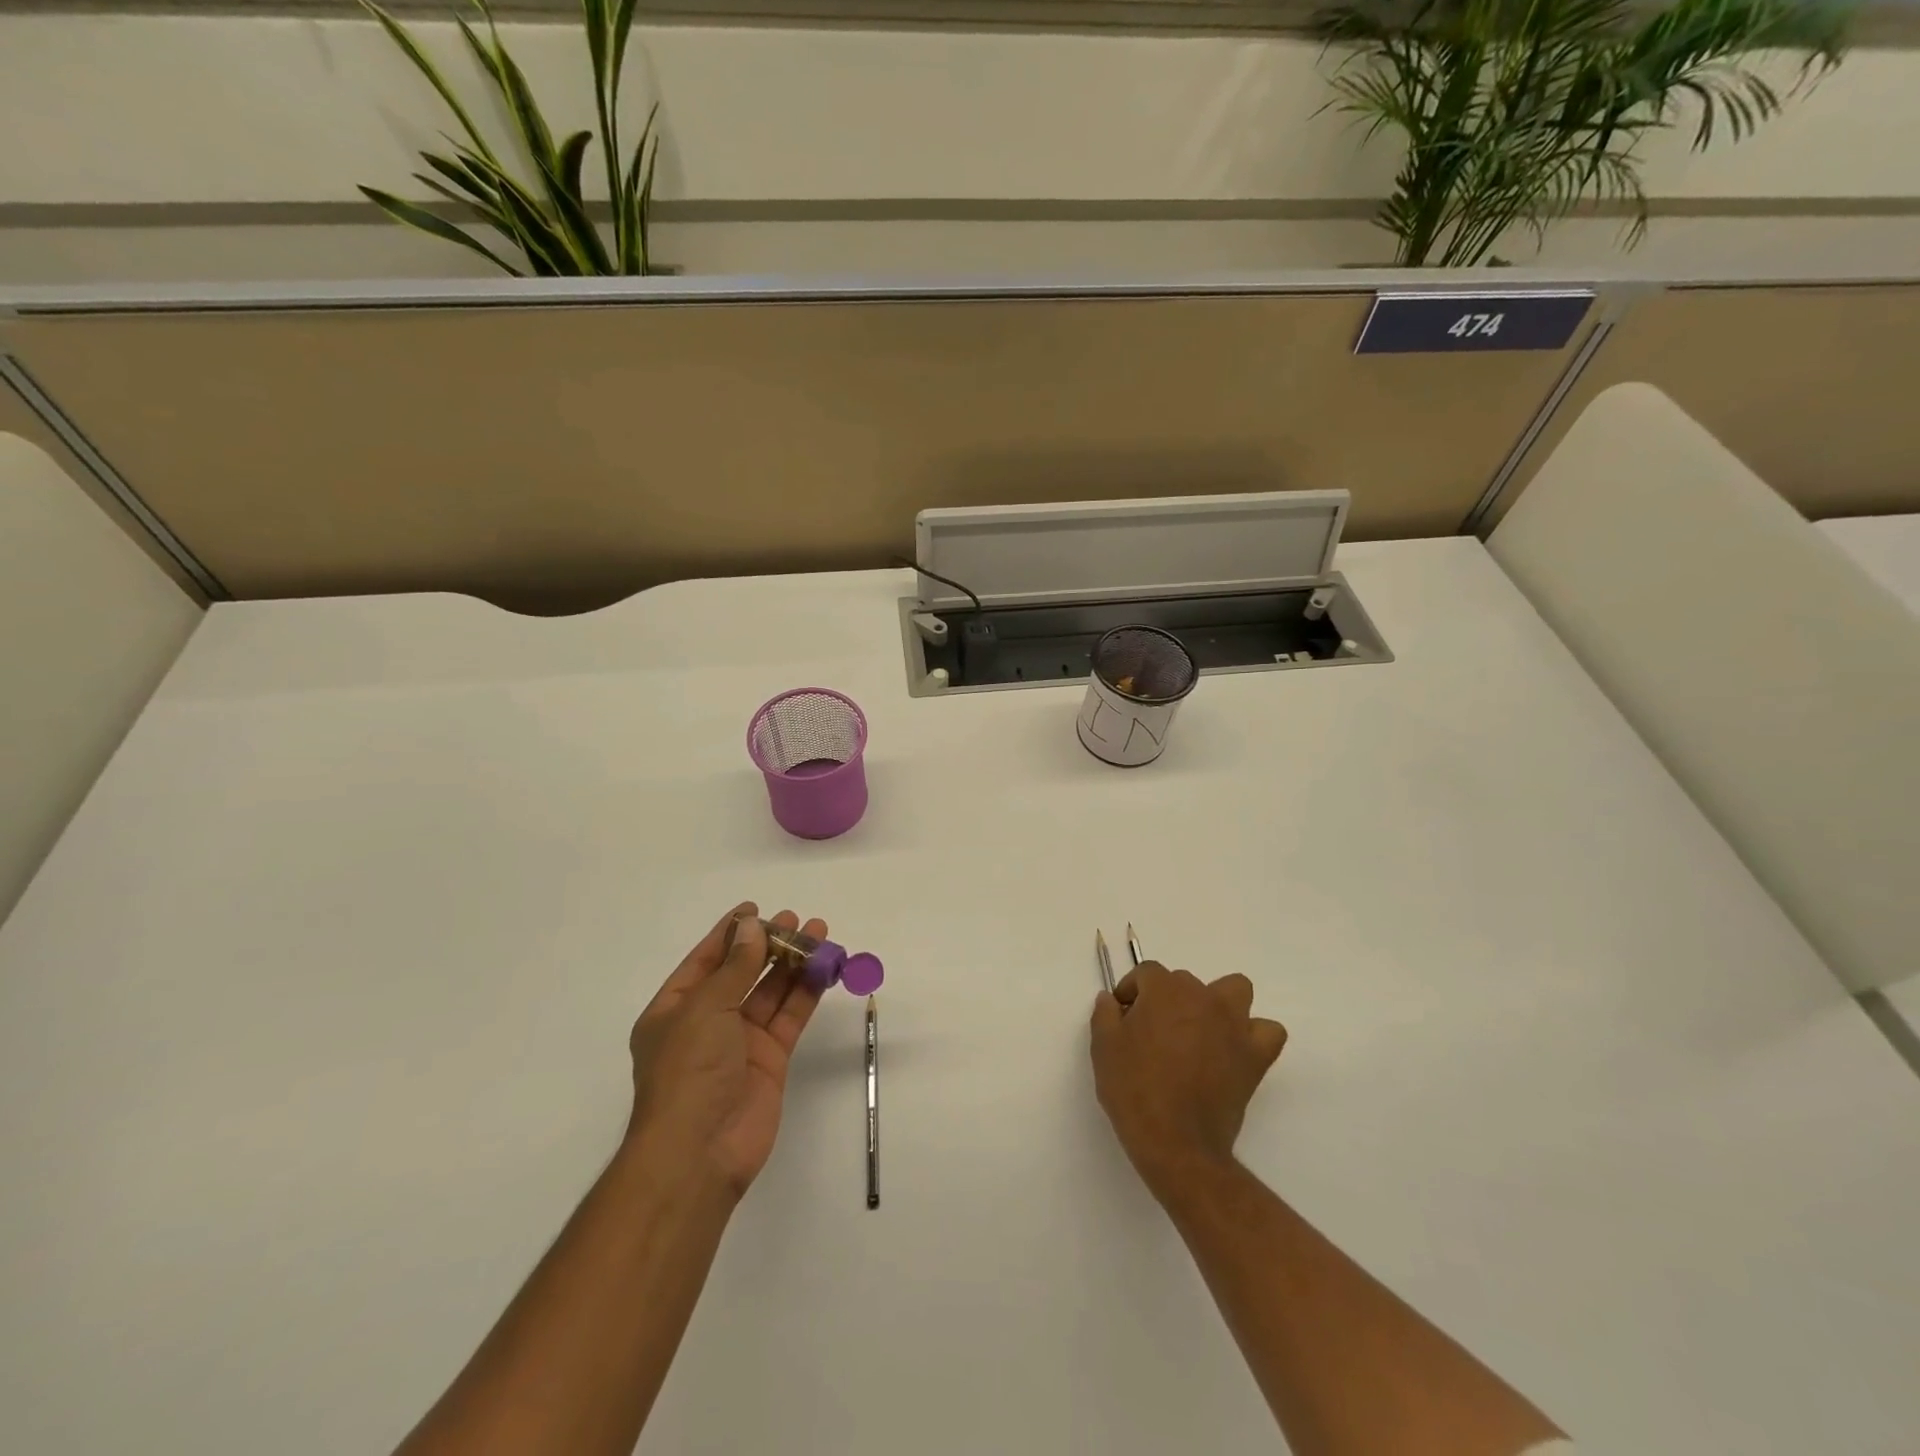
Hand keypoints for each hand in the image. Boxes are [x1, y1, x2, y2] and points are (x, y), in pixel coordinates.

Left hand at [625, 903, 826, 1199]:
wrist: (700, 1151)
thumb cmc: (688, 1071)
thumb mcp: (706, 1008)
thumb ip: (735, 966)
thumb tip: (751, 927)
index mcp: (675, 1010)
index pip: (705, 961)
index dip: (730, 933)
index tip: (756, 909)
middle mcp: (707, 1022)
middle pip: (742, 973)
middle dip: (768, 945)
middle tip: (796, 919)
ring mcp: (740, 1042)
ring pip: (771, 992)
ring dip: (793, 963)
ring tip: (819, 933)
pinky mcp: (770, 1059)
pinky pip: (789, 1016)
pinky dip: (806, 992)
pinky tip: (824, 968)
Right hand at [1090, 961, 1287, 1202]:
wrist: (1176, 1143)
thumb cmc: (1134, 1090)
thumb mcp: (1103, 1047)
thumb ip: (1105, 1014)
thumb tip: (1111, 999)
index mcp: (1165, 990)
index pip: (1146, 973)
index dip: (1131, 991)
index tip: (1122, 1015)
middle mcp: (1203, 997)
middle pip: (1185, 982)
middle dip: (1167, 1000)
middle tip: (1153, 1032)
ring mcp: (1234, 1024)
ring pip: (1234, 990)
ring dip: (1217, 1002)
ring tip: (1200, 1029)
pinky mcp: (1255, 1055)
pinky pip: (1267, 1031)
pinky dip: (1253, 1034)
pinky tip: (1234, 1050)